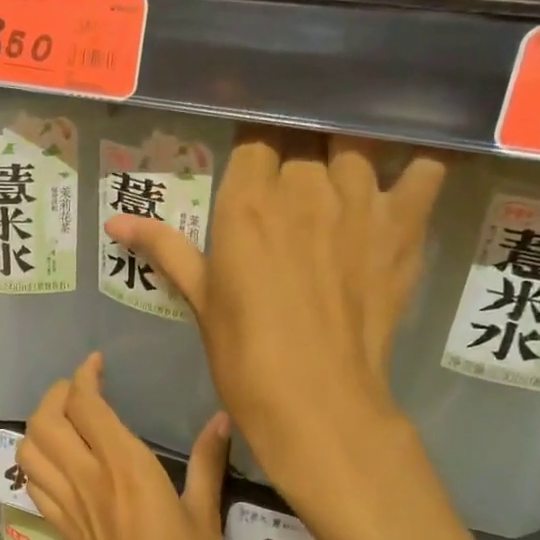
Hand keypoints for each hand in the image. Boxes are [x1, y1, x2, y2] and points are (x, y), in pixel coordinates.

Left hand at [17, 354, 229, 539]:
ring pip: (28, 449)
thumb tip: (220, 420)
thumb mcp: (206, 517)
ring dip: (39, 425)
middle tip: (80, 390)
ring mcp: (68, 506)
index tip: (97, 364)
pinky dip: (35, 460)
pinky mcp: (61, 529)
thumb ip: (207, 463)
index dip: (84, 376)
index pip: (86, 405)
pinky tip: (58, 461)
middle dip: (56, 394)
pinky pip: (32, 483)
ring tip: (65, 420)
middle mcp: (88, 479)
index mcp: (126, 468)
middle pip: (46, 420)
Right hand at [105, 130, 443, 502]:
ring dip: (346, 159)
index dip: (255, 149)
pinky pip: (423, 171)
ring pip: (356, 147)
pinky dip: (416, 169)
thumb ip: (165, 248)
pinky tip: (404, 180)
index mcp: (248, 202)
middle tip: (292, 188)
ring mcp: (360, 202)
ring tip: (340, 183)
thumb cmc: (244, 354)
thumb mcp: (200, 299)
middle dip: (297, 156)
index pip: (255, 137)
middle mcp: (305, 186)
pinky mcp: (404, 226)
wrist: (317, 401)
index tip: (254, 165)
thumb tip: (115, 221)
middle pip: (304, 140)